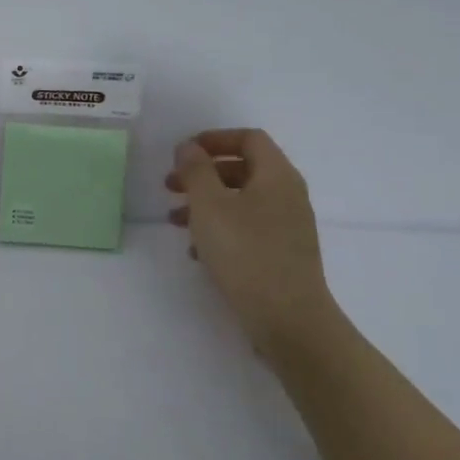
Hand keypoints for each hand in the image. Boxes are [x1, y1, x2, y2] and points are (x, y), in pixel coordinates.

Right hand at [167, 128, 342, 359]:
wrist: (289, 320)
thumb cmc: (246, 252)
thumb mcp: (209, 205)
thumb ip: (196, 170)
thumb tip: (190, 148)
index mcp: (277, 176)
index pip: (249, 138)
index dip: (214, 139)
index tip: (183, 153)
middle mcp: (288, 196)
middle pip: (243, 169)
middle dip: (203, 174)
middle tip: (170, 186)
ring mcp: (288, 227)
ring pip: (241, 201)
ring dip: (206, 204)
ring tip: (175, 221)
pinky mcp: (282, 255)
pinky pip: (247, 229)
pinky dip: (220, 229)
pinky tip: (197, 252)